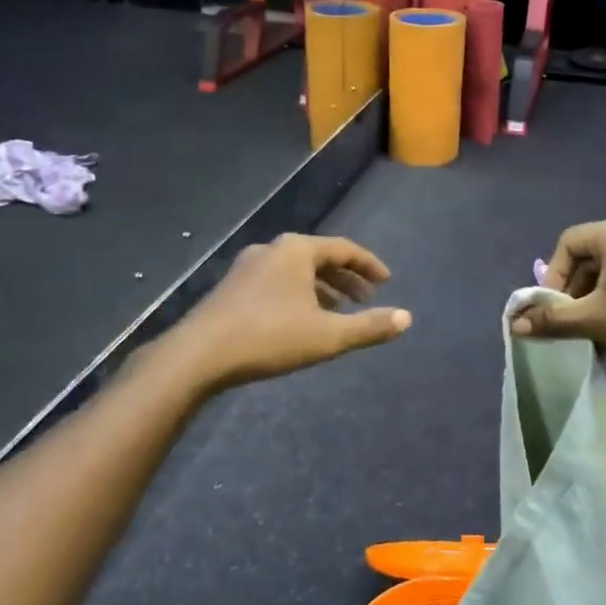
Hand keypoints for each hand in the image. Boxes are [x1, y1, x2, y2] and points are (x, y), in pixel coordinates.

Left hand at [164, 234, 410, 394]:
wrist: (198, 355)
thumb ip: (369, 326)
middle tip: (366, 298)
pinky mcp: (231, 287)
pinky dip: (298, 295)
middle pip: (319, 257)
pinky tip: (300, 320)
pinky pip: (276, 282)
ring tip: (337, 312)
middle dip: (346, 278)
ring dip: (321, 289)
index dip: (369, 265)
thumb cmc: (270, 337)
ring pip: (296, 271)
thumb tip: (407, 318)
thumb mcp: (328, 336)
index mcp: (297, 250)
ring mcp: (247, 267)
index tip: (387, 281)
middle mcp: (272, 249)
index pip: (344, 248)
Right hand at [513, 217, 605, 381]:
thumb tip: (514, 325)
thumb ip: (551, 319)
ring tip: (587, 330)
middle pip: (589, 255)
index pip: (568, 243)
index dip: (553, 275)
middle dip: (572, 290)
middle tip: (567, 320)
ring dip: (591, 298)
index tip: (551, 306)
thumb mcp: (592, 321)